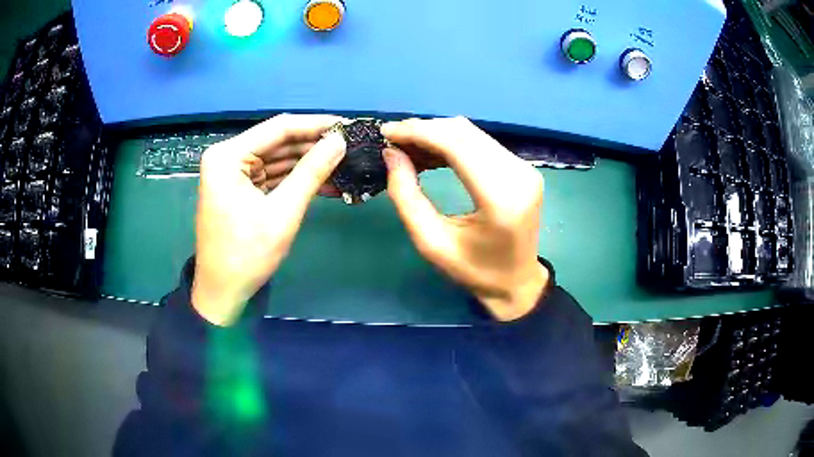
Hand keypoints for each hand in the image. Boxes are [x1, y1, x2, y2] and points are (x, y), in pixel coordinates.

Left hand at [192, 114, 345, 325]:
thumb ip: (311, 172)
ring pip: (278, 159)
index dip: (316, 125)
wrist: (222, 292)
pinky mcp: (241, 188)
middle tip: (352, 146)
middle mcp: (228, 157)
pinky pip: (273, 176)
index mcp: (228, 156)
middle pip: (278, 142)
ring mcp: (234, 173)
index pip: (279, 128)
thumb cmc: (246, 254)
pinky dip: (297, 180)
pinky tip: (327, 181)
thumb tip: (340, 141)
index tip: (348, 125)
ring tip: (346, 163)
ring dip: (309, 164)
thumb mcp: (282, 212)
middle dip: (314, 146)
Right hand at [382, 117, 548, 321]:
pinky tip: (431, 154)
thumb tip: (391, 154)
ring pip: (472, 134)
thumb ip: (407, 197)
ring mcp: (524, 169)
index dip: (418, 132)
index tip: (386, 132)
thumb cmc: (474, 271)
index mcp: (500, 198)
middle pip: (464, 133)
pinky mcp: (522, 169)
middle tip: (393, 141)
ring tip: (407, 148)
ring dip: (437, 134)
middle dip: (424, 130)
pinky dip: (452, 143)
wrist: (517, 282)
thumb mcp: (431, 243)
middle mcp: (518, 175)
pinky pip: (481, 143)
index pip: (456, 145)